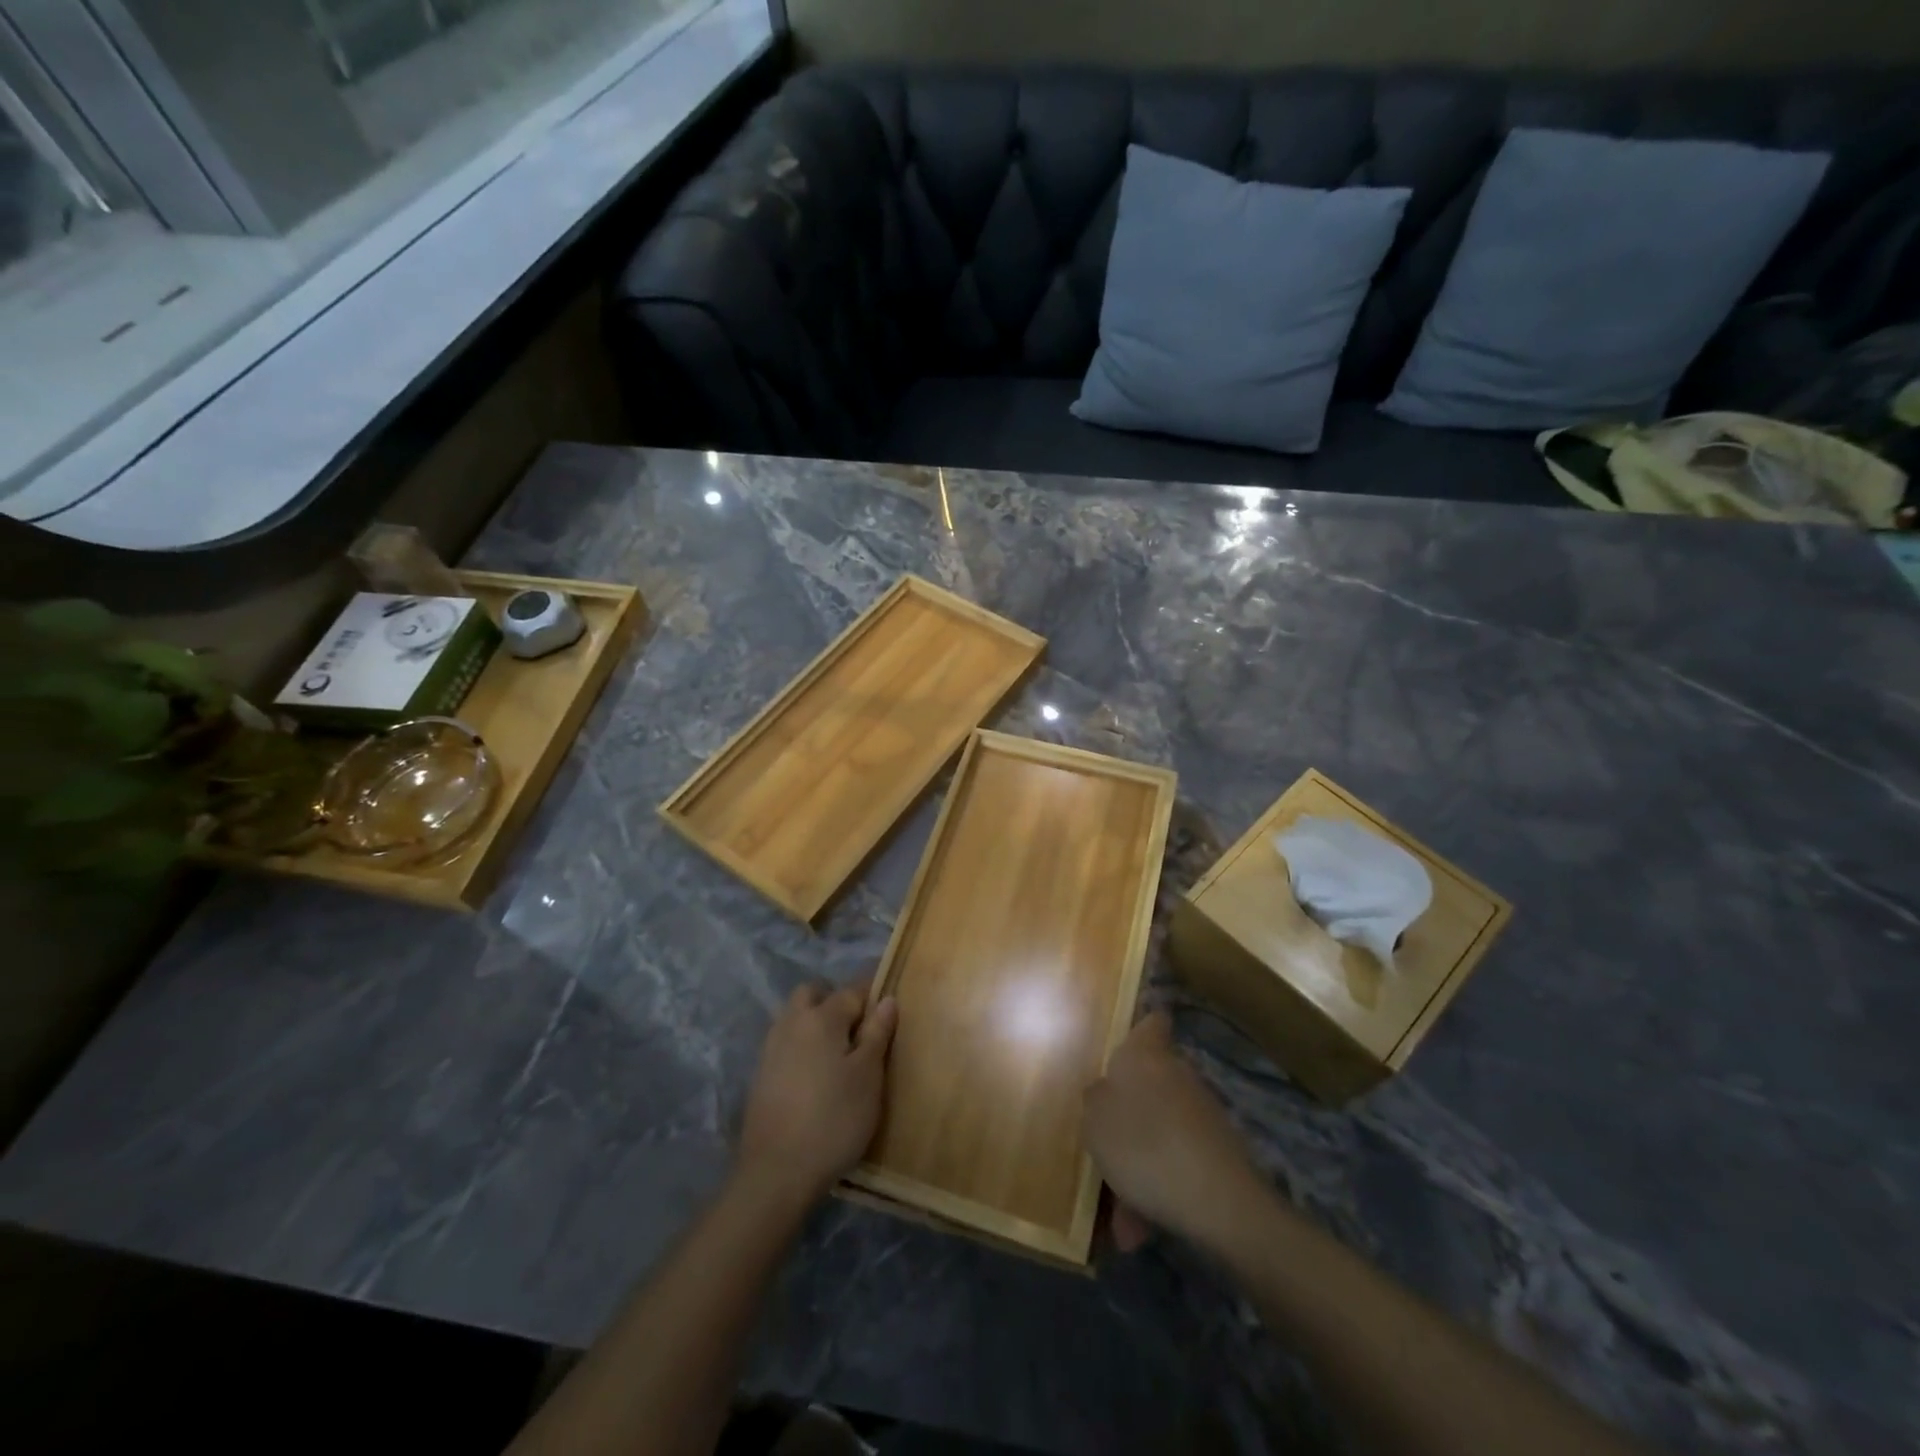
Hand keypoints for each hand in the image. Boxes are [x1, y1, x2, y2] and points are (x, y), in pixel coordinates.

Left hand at [736, 981, 897, 1211]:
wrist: (776, 1173)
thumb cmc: (834, 1119)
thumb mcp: (868, 1077)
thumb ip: (877, 1034)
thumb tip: (886, 999)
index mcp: (821, 1017)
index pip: (852, 990)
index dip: (873, 995)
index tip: (889, 1009)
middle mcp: (791, 1023)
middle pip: (813, 994)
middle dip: (834, 1000)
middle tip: (858, 1029)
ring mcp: (771, 1049)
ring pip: (795, 1017)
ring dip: (815, 1022)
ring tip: (839, 1055)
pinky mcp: (760, 1075)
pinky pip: (785, 1043)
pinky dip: (802, 1046)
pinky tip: (816, 1076)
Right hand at [1084, 1012, 1265, 1254]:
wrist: (1220, 1203)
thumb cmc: (1144, 1146)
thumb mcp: (1095, 1121)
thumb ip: (1094, 1100)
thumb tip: (1103, 1092)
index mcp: (1145, 1055)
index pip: (1152, 1021)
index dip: (1141, 1026)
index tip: (1122, 1045)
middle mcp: (1176, 1074)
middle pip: (1147, 1083)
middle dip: (1125, 1117)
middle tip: (1101, 1150)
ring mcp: (1200, 1113)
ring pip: (1157, 1131)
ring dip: (1136, 1165)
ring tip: (1117, 1217)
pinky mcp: (1217, 1152)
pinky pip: (1174, 1162)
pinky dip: (1157, 1189)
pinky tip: (1141, 1229)